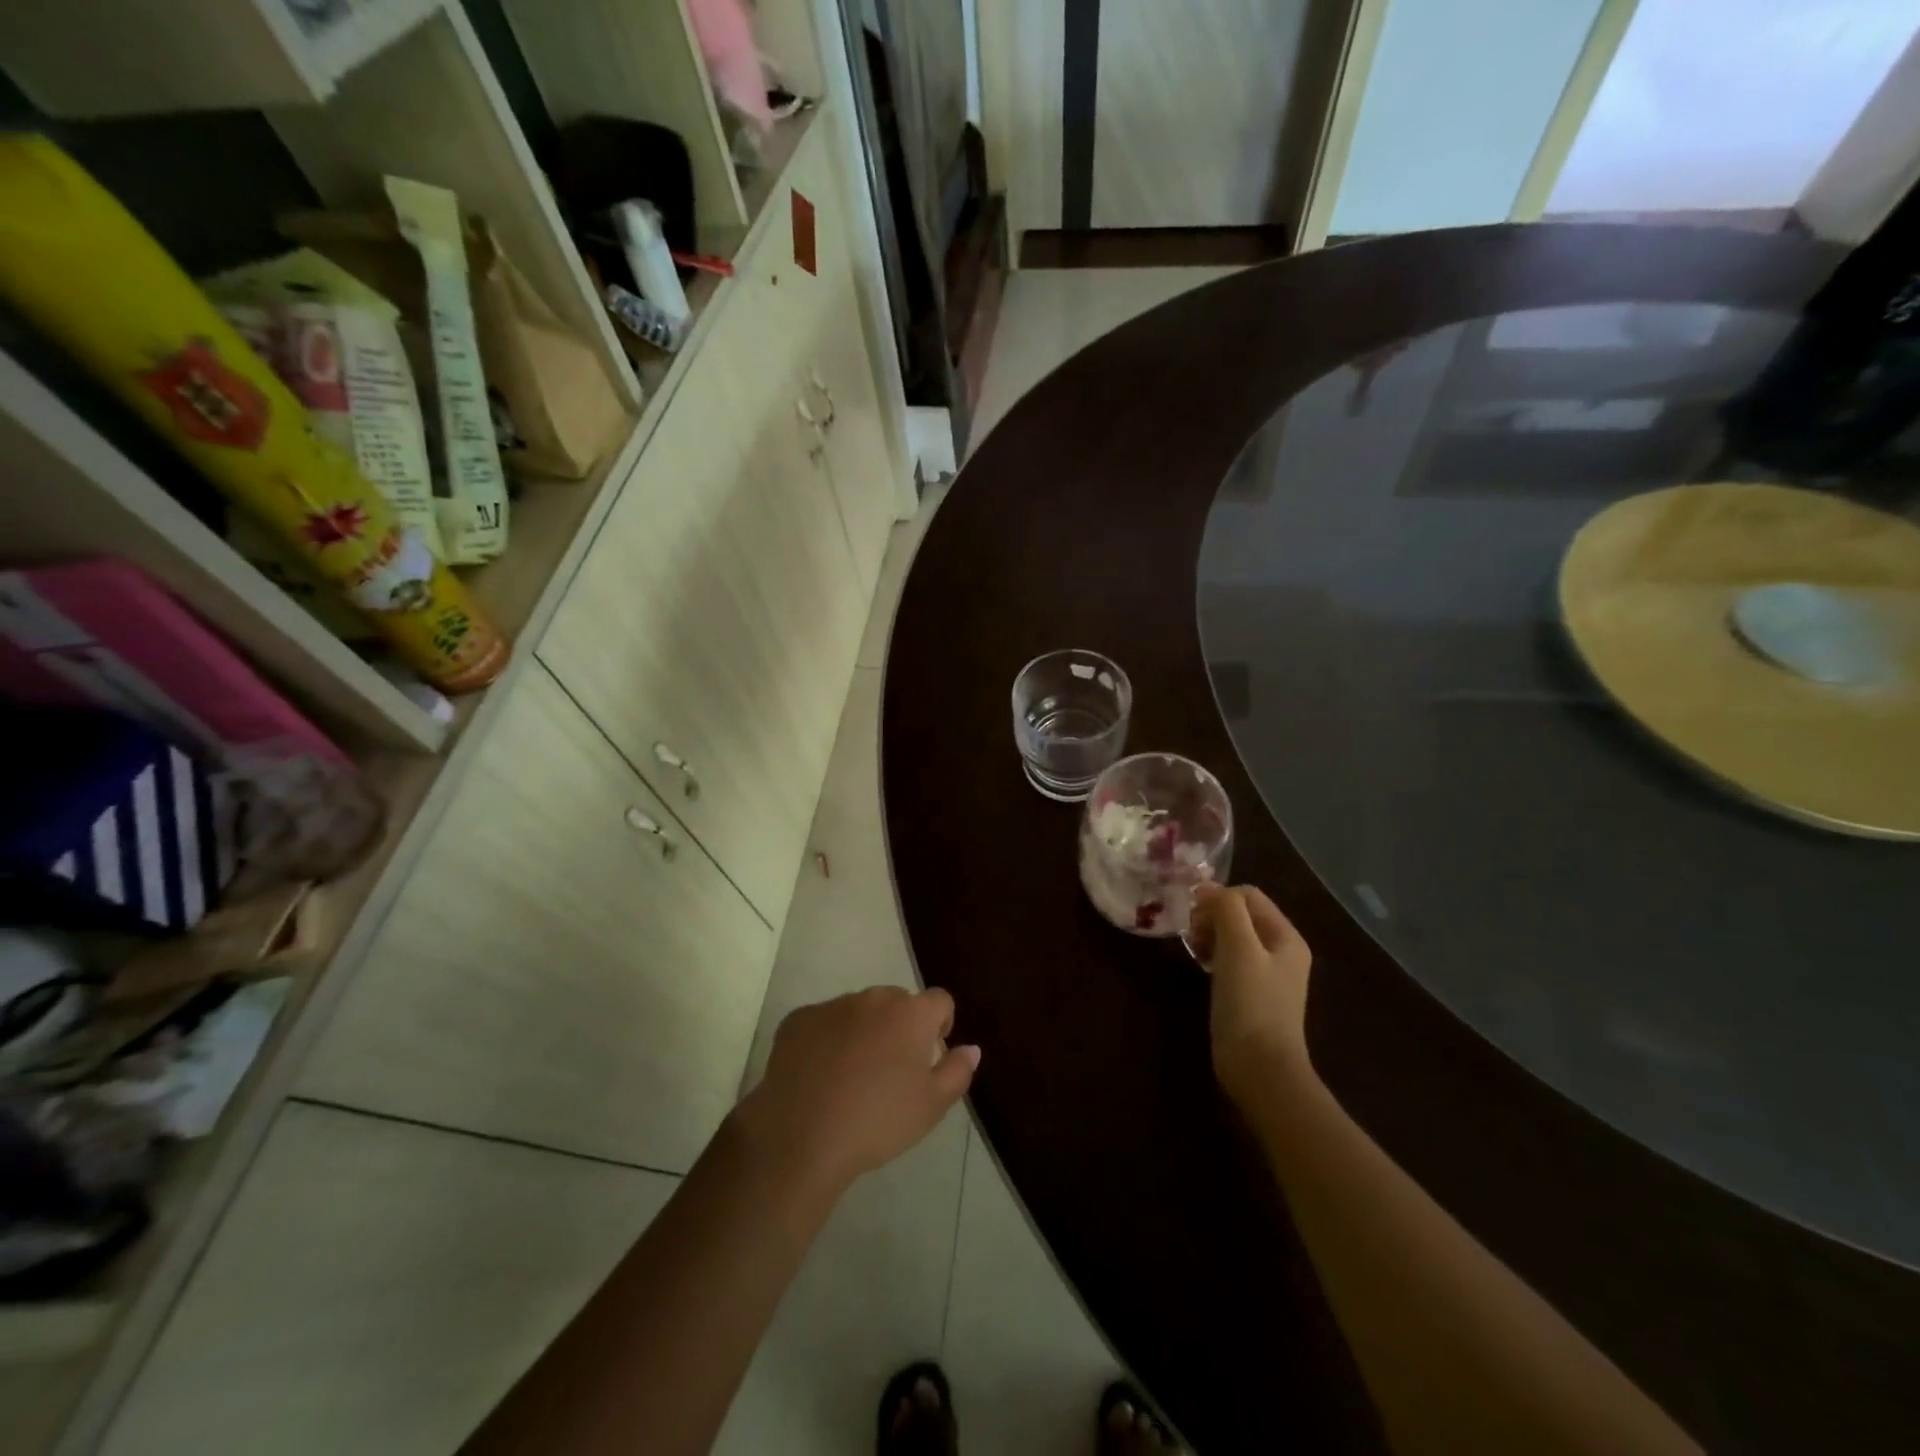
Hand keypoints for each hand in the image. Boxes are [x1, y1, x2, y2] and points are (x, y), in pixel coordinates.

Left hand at [737, 986, 978, 1193]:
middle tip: (891, 1071)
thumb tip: (971, 1048)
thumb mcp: (931, 1106)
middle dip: (899, 1027)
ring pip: (858, 1011)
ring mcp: (832, 1005)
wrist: (801, 1135)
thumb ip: (957, 1071)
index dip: (940, 1024)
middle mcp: (873, 998)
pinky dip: (827, 1040)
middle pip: (897, 1003)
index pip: (939, 1001)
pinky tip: (819, 1077)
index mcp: (910, 1013)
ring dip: (863, 1031)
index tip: (931, 1055)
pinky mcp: (798, 1019)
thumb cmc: (877, 1121)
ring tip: (852, 1077)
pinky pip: (823, 1023)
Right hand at [1190, 883, 1315, 1103]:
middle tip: (1191, 934)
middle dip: (1212, 916)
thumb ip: (1227, 910)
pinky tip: (1200, 967)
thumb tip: (1208, 888)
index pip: (1248, 895)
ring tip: (1193, 949)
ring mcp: (1266, 974)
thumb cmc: (1251, 1004)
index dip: (1218, 897)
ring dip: (1209, 935)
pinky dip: (1212, 955)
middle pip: (1241, 914)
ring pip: (1232, 936)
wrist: (1260, 1069)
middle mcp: (1280, 951)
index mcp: (1285, 937)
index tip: (1192, 915)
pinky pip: (1229, 959)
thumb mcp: (1238, 949)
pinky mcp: (1250, 994)